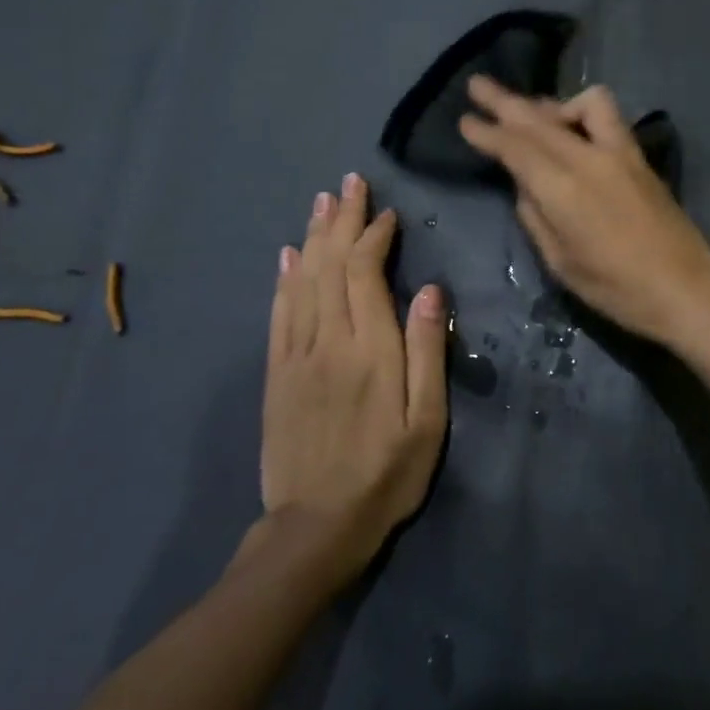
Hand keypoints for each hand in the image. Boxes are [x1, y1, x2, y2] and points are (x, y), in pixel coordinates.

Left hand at [260, 173, 447, 584]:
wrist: (317, 526)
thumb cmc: (388, 472)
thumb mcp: (427, 420)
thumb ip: (427, 351)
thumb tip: (431, 291)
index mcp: (370, 350)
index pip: (366, 274)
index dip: (374, 236)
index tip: (387, 213)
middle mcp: (328, 342)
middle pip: (330, 266)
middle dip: (342, 220)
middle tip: (349, 183)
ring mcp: (297, 356)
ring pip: (301, 281)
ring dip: (312, 236)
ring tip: (321, 202)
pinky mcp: (277, 374)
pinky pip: (279, 313)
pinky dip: (284, 278)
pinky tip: (288, 255)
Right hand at [458, 76, 709, 344]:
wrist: (684, 289)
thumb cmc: (615, 289)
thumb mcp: (561, 263)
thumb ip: (536, 217)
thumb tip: (525, 186)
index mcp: (562, 189)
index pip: (515, 148)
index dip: (488, 132)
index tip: (465, 119)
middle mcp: (589, 159)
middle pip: (540, 120)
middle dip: (505, 102)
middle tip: (478, 85)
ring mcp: (619, 153)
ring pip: (579, 106)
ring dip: (549, 104)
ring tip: (529, 111)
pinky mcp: (639, 158)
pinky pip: (607, 117)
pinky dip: (583, 112)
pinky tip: (574, 127)